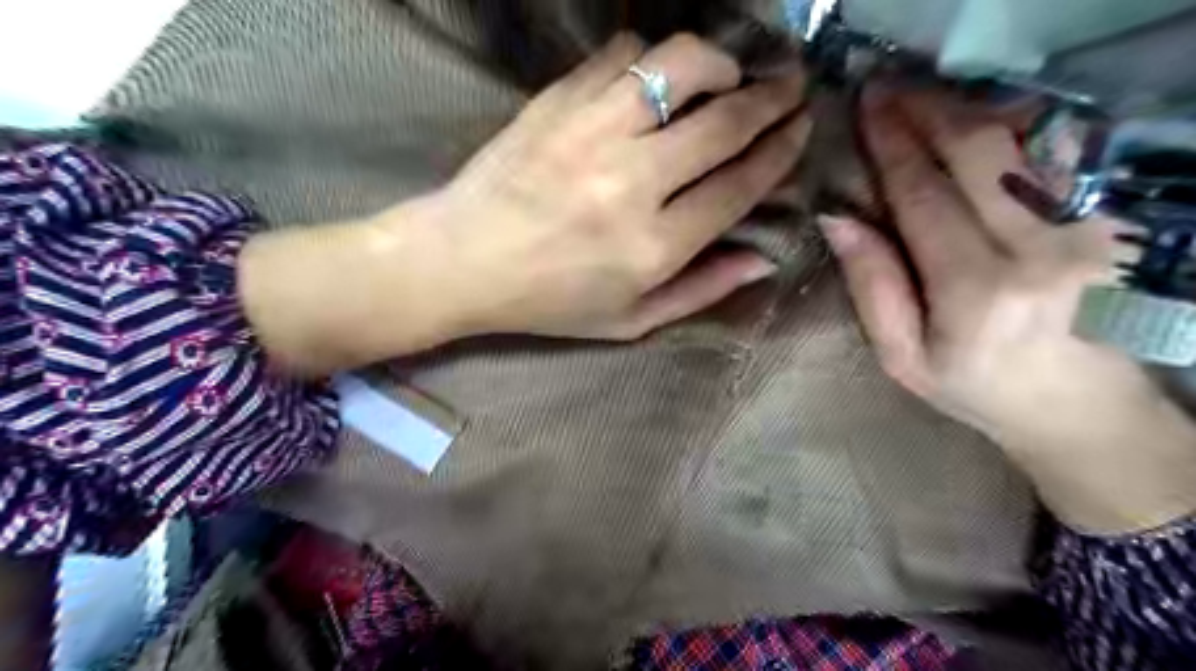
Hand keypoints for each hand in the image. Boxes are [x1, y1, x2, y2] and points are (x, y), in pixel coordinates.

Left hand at [395, 33, 806, 339]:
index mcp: (653, 247)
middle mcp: (631, 183)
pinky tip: (656, 78)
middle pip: (724, 122)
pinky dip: (653, 57)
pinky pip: (624, 53)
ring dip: (720, 62)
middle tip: (791, 86)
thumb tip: (763, 259)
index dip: (780, 152)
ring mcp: (593, 132)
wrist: (463, 260)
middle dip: (772, 98)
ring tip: (729, 74)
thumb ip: (701, 292)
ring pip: (681, 66)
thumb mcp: (630, 320)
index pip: (739, 186)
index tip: (800, 129)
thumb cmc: (549, 301)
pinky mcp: (559, 100)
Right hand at [823, 86, 1195, 531]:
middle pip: (978, 153)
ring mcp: (1091, 229)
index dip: (891, 147)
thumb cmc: (976, 387)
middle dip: (927, 110)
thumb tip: (837, 218)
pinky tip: (973, 122)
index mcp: (976, 292)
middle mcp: (1041, 249)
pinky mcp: (1115, 221)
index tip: (866, 108)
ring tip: (921, 97)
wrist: (1082, 410)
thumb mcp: (902, 356)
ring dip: (966, 110)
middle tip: (888, 87)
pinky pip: (1055, 154)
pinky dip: (1010, 127)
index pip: (924, 197)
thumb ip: (872, 286)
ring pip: (1023, 141)